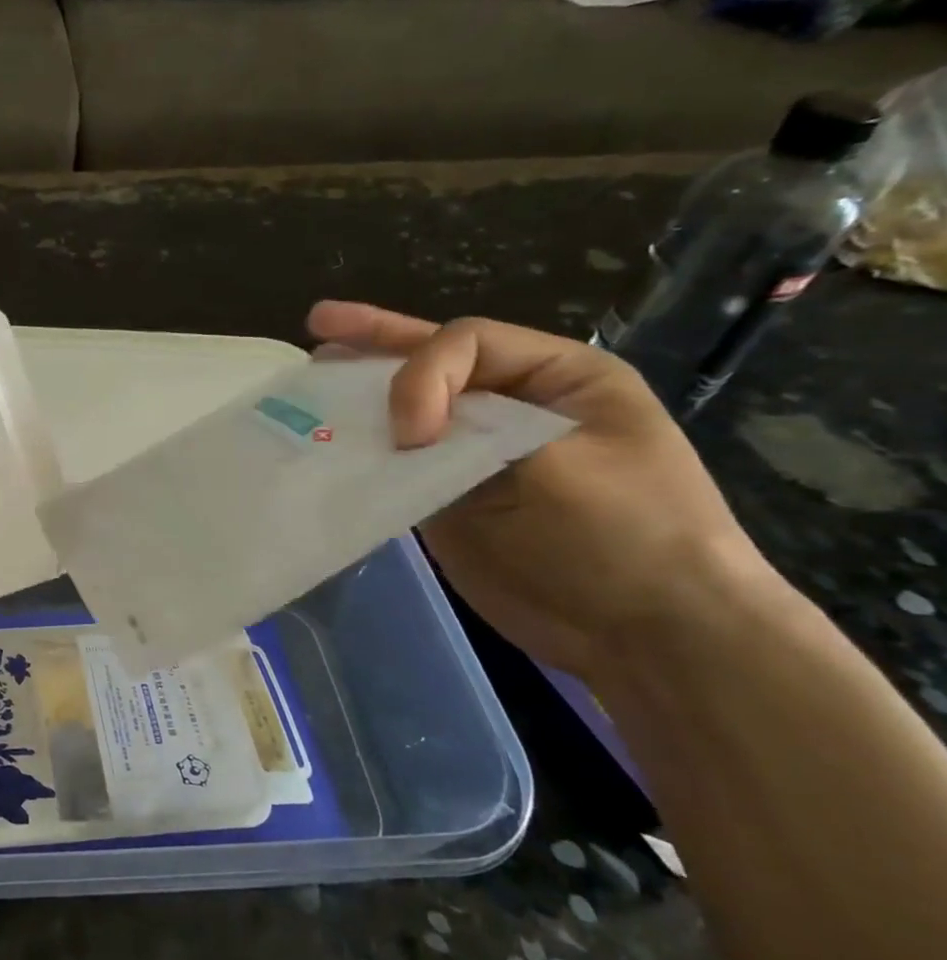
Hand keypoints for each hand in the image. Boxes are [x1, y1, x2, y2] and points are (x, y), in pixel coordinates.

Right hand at [307, 302, 771, 682]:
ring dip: (360, 393)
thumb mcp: (560, 465)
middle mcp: (513, 406)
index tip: (414, 435)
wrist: (646, 636)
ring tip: (313, 371)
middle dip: (375, 340)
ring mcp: (477, 455)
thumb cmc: (626, 537)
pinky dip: (361, 451)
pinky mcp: (449, 498)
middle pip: (433, 361)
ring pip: (407, 411)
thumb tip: (399, 433)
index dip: (422, 375)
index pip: (466, 344)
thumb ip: (473, 430)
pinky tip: (325, 438)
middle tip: (320, 322)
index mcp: (558, 379)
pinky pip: (397, 464)